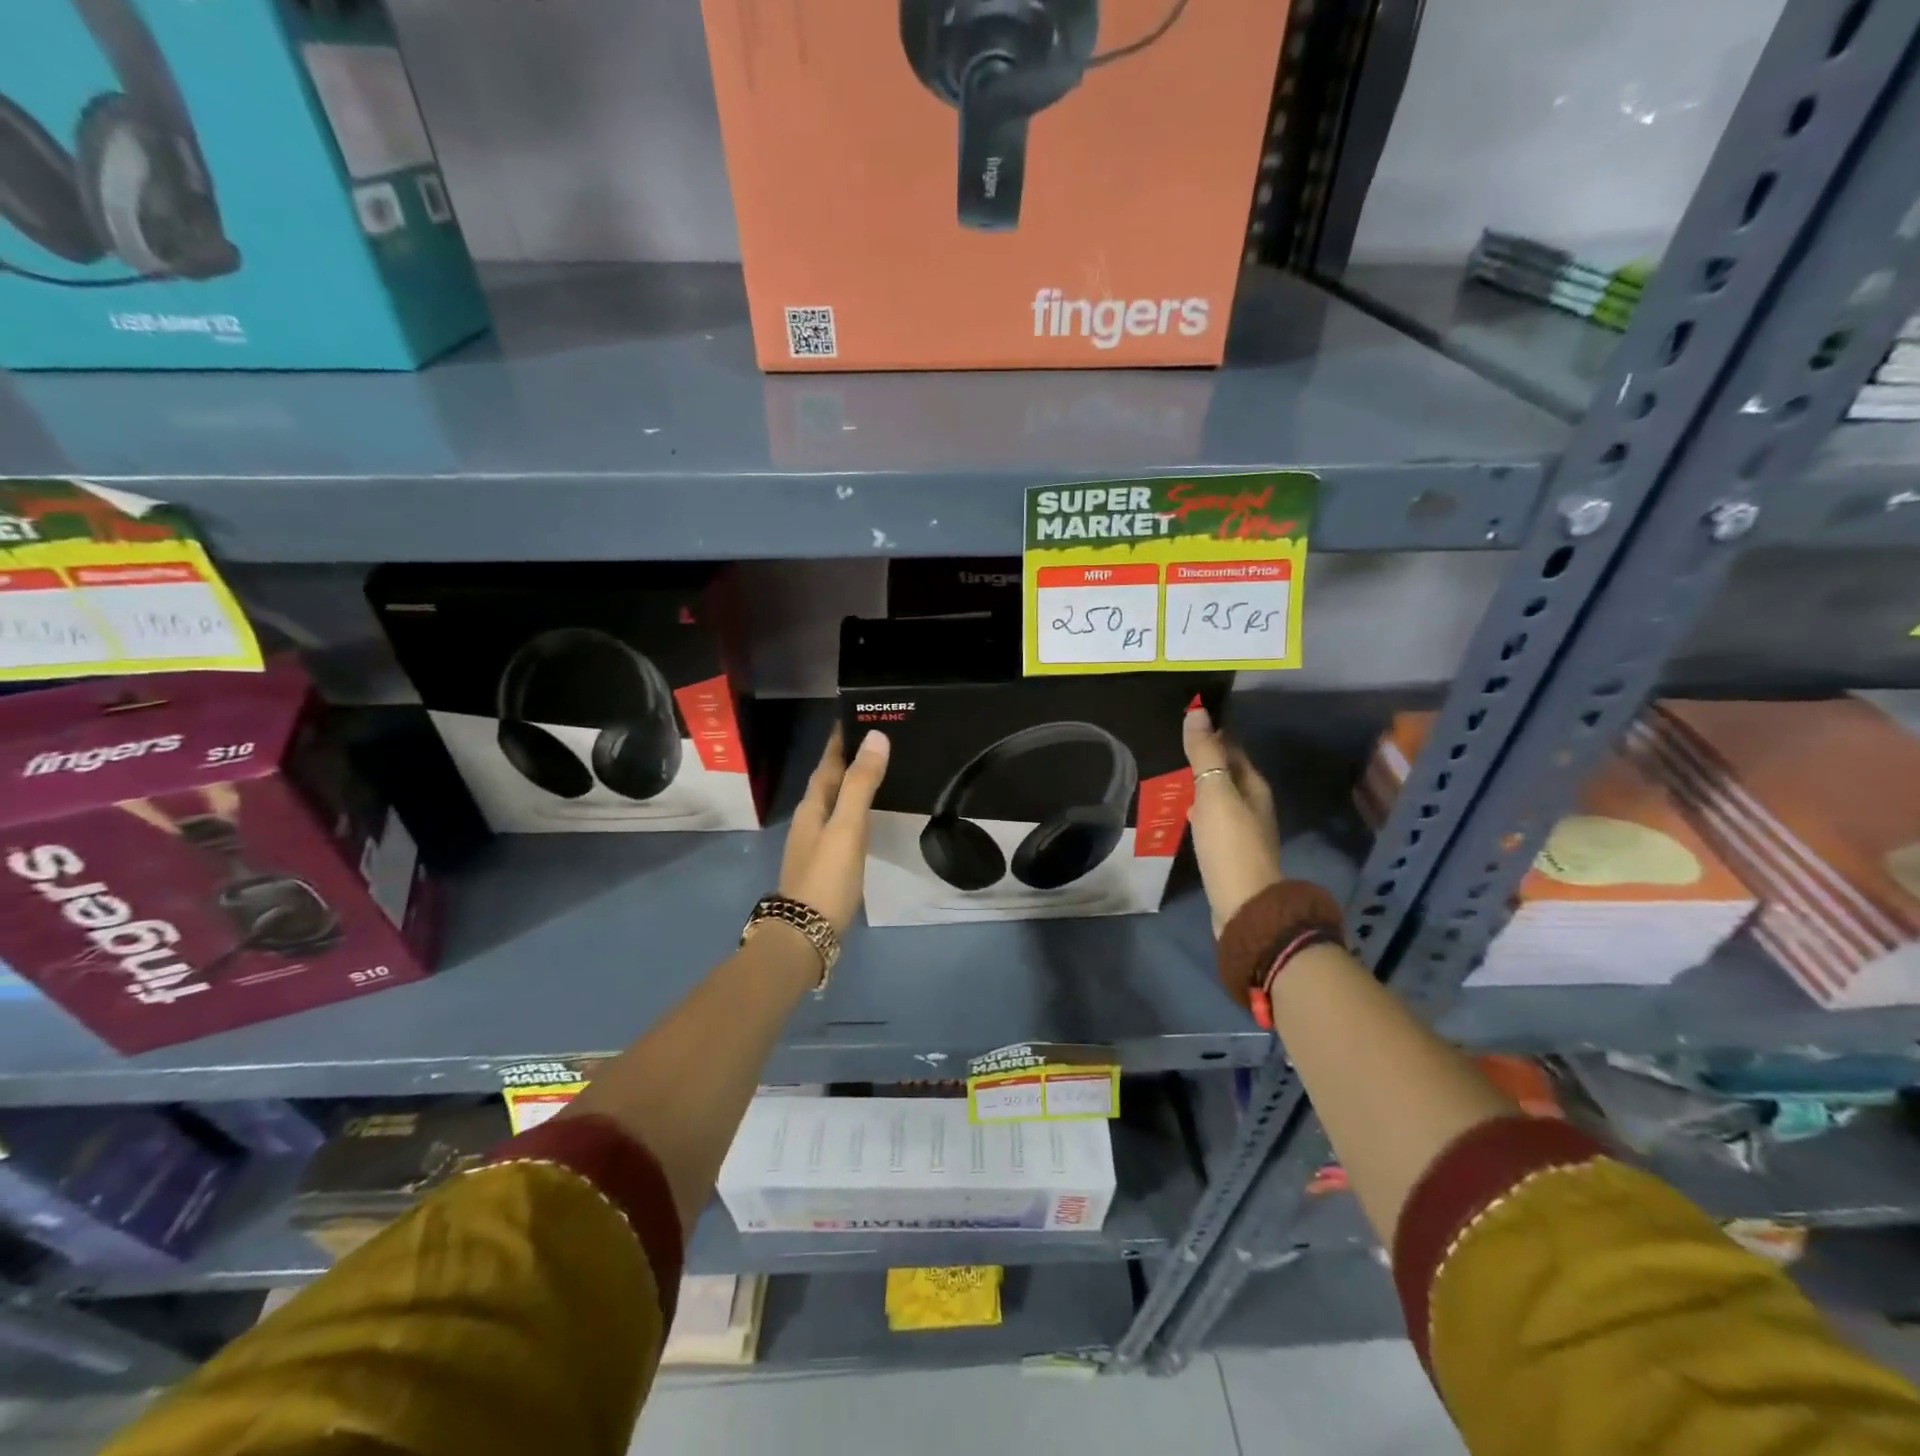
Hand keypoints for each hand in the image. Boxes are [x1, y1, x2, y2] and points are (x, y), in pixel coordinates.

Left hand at [779, 725, 890, 933]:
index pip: (827, 762)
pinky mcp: (825, 863)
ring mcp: (815, 843)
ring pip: (834, 802)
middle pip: (828, 780)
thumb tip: (876, 736)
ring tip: (878, 771)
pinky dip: (854, 810)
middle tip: (878, 739)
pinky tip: (868, 817)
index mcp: (812, 806)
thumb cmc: (827, 876)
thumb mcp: (847, 826)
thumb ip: (861, 783)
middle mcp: (809, 819)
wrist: (805, 934)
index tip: (857, 714)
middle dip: (848, 758)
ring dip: (851, 784)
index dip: (840, 740)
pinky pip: (841, 824)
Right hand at [1184, 706, 1283, 935]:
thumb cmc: (1229, 844)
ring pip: (1221, 796)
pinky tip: (1185, 812)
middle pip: (1228, 772)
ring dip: (1201, 784)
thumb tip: (1197, 711)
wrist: (1243, 904)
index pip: (1232, 748)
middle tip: (1173, 745)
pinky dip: (1200, 809)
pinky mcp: (1230, 852)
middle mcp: (1254, 804)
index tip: (1186, 719)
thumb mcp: (1214, 793)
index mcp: (1253, 785)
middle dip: (1205, 758)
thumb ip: (1204, 754)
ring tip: (1173, 775)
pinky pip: (1214, 819)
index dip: (1212, 733)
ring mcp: (1244, 830)